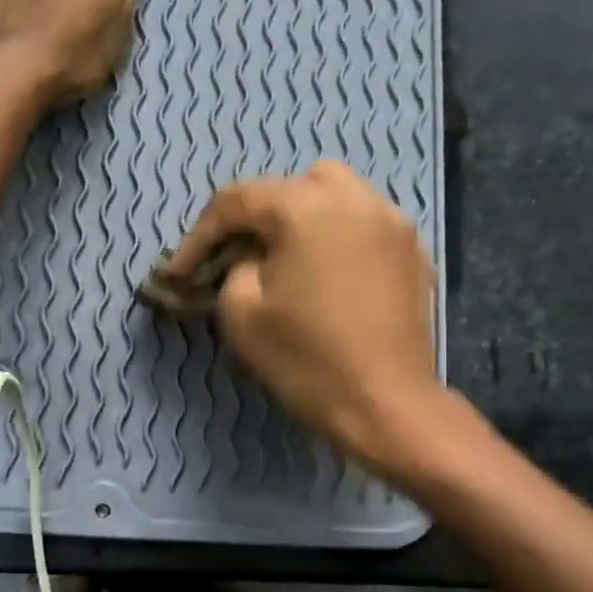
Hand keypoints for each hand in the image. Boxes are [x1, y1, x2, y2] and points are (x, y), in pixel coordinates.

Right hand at [165, 161, 441, 468]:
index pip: (238, 200)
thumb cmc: (307, 360)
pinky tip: (326, 274)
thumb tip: (249, 259)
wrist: (386, 404)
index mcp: (307, 207)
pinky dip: (337, 236)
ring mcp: (392, 222)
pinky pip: (364, 224)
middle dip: (255, 217)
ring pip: (334, 195)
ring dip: (300, 217)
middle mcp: (355, 199)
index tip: (179, 272)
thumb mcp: (241, 314)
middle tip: (235, 256)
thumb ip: (233, 268)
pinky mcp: (413, 252)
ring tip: (284, 258)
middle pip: (290, 187)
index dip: (199, 235)